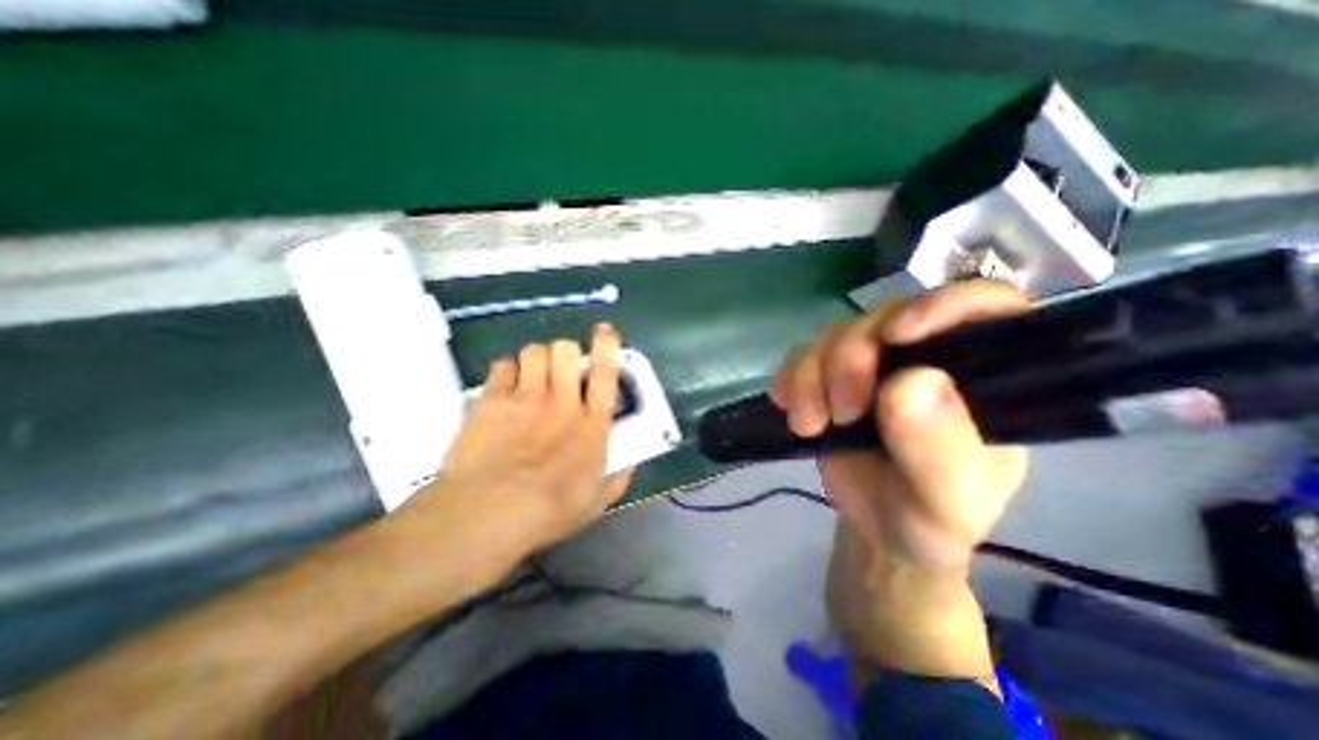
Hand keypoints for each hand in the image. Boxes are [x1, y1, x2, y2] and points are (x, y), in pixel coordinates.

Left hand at [406, 321, 629, 560]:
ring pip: (534, 351)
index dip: (606, 346)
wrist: (488, 514)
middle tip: (560, 369)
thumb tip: (630, 462)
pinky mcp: (492, 400)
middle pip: (565, 350)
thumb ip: (618, 476)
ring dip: (537, 359)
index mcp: (591, 424)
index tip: (604, 332)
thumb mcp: (596, 501)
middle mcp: (562, 402)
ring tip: (532, 375)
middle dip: (565, 352)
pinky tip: (506, 386)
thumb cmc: (548, 511)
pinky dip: (507, 370)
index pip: (605, 372)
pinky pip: (503, 364)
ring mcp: (525, 398)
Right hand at [776, 280, 1029, 574]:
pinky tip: (789, 407)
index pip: (984, 307)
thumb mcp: (946, 502)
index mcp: (980, 378)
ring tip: (809, 424)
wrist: (878, 533)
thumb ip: (940, 449)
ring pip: (834, 334)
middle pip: (883, 318)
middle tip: (841, 413)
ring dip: (811, 374)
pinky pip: (802, 355)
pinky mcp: (830, 375)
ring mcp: (873, 364)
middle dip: (850, 359)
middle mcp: (926, 358)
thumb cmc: (927, 520)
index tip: (897, 336)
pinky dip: (790, 378)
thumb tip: (912, 380)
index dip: (942, 305)